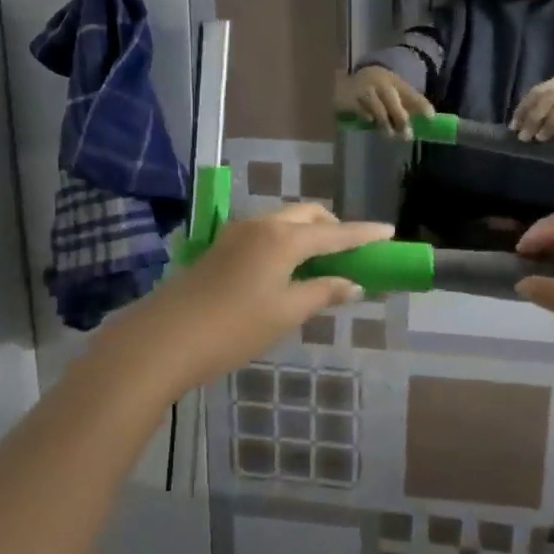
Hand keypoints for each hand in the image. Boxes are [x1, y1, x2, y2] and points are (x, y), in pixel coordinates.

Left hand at [94, 206, 393, 392]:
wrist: (164, 338)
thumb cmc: (234, 328)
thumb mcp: (286, 313)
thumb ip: (323, 293)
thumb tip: (354, 284)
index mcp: (283, 238)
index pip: (335, 232)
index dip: (364, 234)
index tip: (389, 231)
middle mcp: (261, 224)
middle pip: (307, 215)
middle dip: (334, 228)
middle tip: (352, 252)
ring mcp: (237, 233)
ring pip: (284, 222)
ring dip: (308, 234)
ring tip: (322, 264)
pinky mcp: (221, 247)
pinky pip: (266, 233)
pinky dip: (287, 242)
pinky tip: (288, 270)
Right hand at [336, 66, 433, 137]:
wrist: (346, 81)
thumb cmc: (375, 90)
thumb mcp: (391, 91)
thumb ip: (406, 104)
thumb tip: (425, 121)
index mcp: (394, 81)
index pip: (410, 93)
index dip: (421, 105)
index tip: (431, 118)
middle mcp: (380, 83)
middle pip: (393, 103)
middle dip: (401, 120)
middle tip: (407, 136)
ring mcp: (365, 90)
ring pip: (379, 110)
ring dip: (385, 124)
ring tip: (389, 134)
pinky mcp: (351, 99)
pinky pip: (362, 112)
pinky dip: (368, 118)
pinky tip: (369, 122)